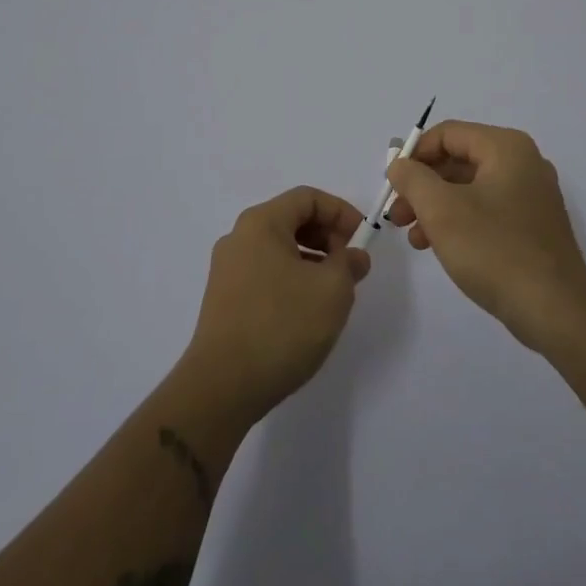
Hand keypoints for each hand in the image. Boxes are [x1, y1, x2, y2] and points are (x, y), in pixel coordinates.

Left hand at [181, 186, 370, 418]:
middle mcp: (239, 238)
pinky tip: (307, 311)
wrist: (222, 387)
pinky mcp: (225, 300)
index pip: (307, 198)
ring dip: (313, 260)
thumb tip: (353, 257)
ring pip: (279, 249)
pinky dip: (293, 279)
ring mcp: (228, 270)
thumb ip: (350, 264)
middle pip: (291, 220)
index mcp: (261, 223)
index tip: (363, 239)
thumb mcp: (332, 290)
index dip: (341, 212)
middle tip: (351, 266)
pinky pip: (266, 273)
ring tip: (334, 291)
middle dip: (328, 236)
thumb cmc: (282, 325)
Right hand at [386, 121, 585, 353]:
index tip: (392, 184)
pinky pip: (487, 210)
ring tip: (414, 237)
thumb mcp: (440, 209)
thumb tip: (399, 163)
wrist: (554, 309)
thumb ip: (412, 178)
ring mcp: (532, 195)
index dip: (414, 154)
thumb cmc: (493, 249)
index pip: (448, 134)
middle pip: (459, 160)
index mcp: (506, 148)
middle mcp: (523, 163)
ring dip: (436, 207)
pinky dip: (460, 221)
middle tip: (398, 215)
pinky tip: (439, 247)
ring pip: (470, 188)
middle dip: (422, 185)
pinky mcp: (533, 225)